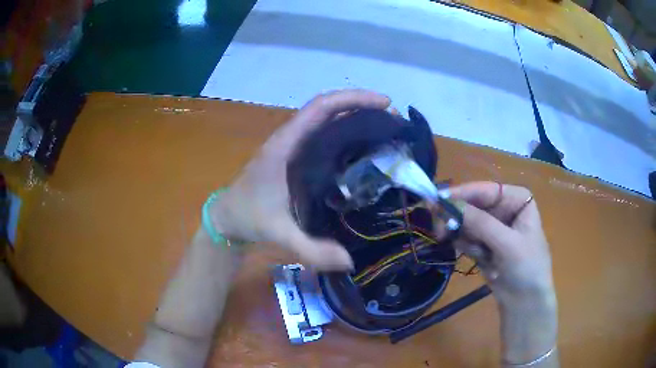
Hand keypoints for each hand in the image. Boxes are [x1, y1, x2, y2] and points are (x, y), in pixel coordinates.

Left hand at [211, 90, 390, 269]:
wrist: (227, 217)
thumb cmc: (247, 217)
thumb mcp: (278, 233)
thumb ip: (311, 249)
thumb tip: (349, 261)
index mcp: (285, 145)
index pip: (321, 108)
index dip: (353, 99)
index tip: (384, 103)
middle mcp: (291, 139)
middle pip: (329, 109)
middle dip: (362, 107)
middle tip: (394, 120)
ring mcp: (294, 147)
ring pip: (329, 121)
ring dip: (357, 118)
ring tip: (387, 130)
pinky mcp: (298, 158)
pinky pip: (326, 137)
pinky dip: (348, 135)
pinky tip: (366, 149)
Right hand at [449, 182, 557, 364]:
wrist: (525, 301)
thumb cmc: (527, 268)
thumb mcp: (507, 244)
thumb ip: (480, 223)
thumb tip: (449, 205)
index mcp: (517, 199)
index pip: (486, 190)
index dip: (462, 194)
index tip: (437, 201)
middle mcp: (504, 207)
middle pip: (472, 204)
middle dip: (458, 219)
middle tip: (439, 231)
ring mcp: (493, 225)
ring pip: (465, 221)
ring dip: (464, 237)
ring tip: (477, 255)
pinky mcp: (483, 242)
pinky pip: (465, 237)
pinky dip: (467, 247)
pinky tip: (482, 260)